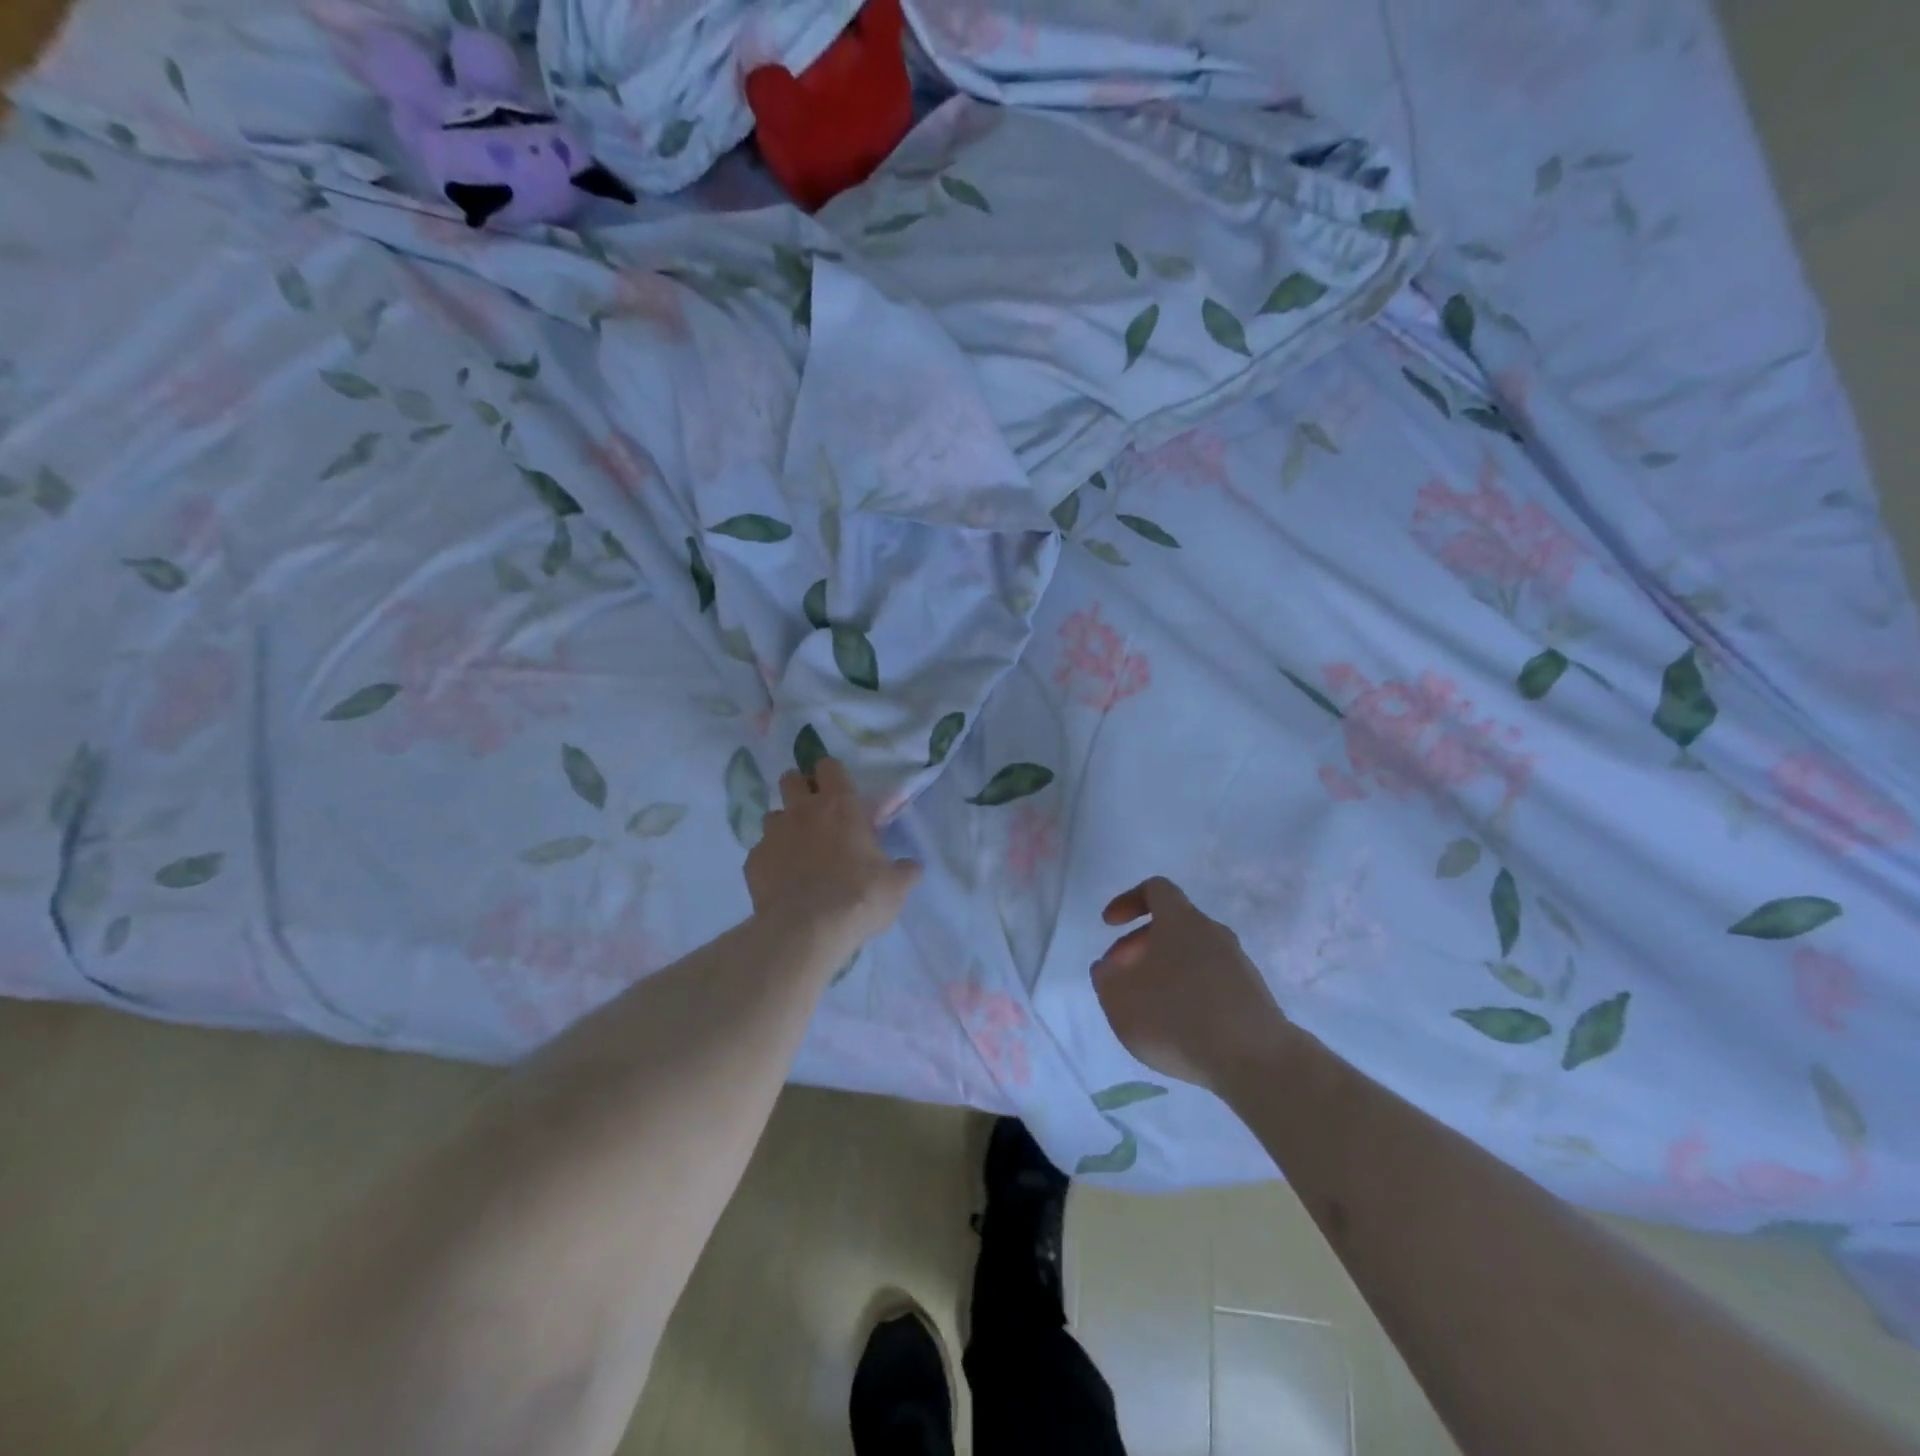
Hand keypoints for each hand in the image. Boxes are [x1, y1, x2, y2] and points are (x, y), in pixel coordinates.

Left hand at [746, 758, 921, 952]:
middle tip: (815, 812)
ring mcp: (773, 834)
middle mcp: (803, 810)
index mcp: (840, 806)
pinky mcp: (753, 861)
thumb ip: (904, 870)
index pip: (829, 766)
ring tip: (798, 850)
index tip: (838, 789)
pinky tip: (782, 881)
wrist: (807, 930)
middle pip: (791, 778)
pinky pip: (761, 851)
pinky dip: (771, 860)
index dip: (831, 774)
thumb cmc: (859, 897)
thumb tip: (912, 866)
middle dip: (800, 789)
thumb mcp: (896, 886)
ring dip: (785, 825)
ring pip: (773, 815)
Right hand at [1093, 877, 1289, 1093]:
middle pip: (1172, 925)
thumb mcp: (1120, 998)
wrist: (1256, 1060)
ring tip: (1148, 1009)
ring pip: (1192, 955)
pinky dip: (1190, 994)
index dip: (1127, 901)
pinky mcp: (1253, 996)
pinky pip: (1212, 982)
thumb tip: (1110, 967)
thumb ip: (1106, 977)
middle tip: (1122, 978)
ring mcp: (1238, 964)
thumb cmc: (1177, 1017)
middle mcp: (1213, 932)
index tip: (1109, 926)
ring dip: (1165, 972)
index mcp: (1180, 920)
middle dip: (1140, 946)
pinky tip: (1180, 1028)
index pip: (1155, 889)